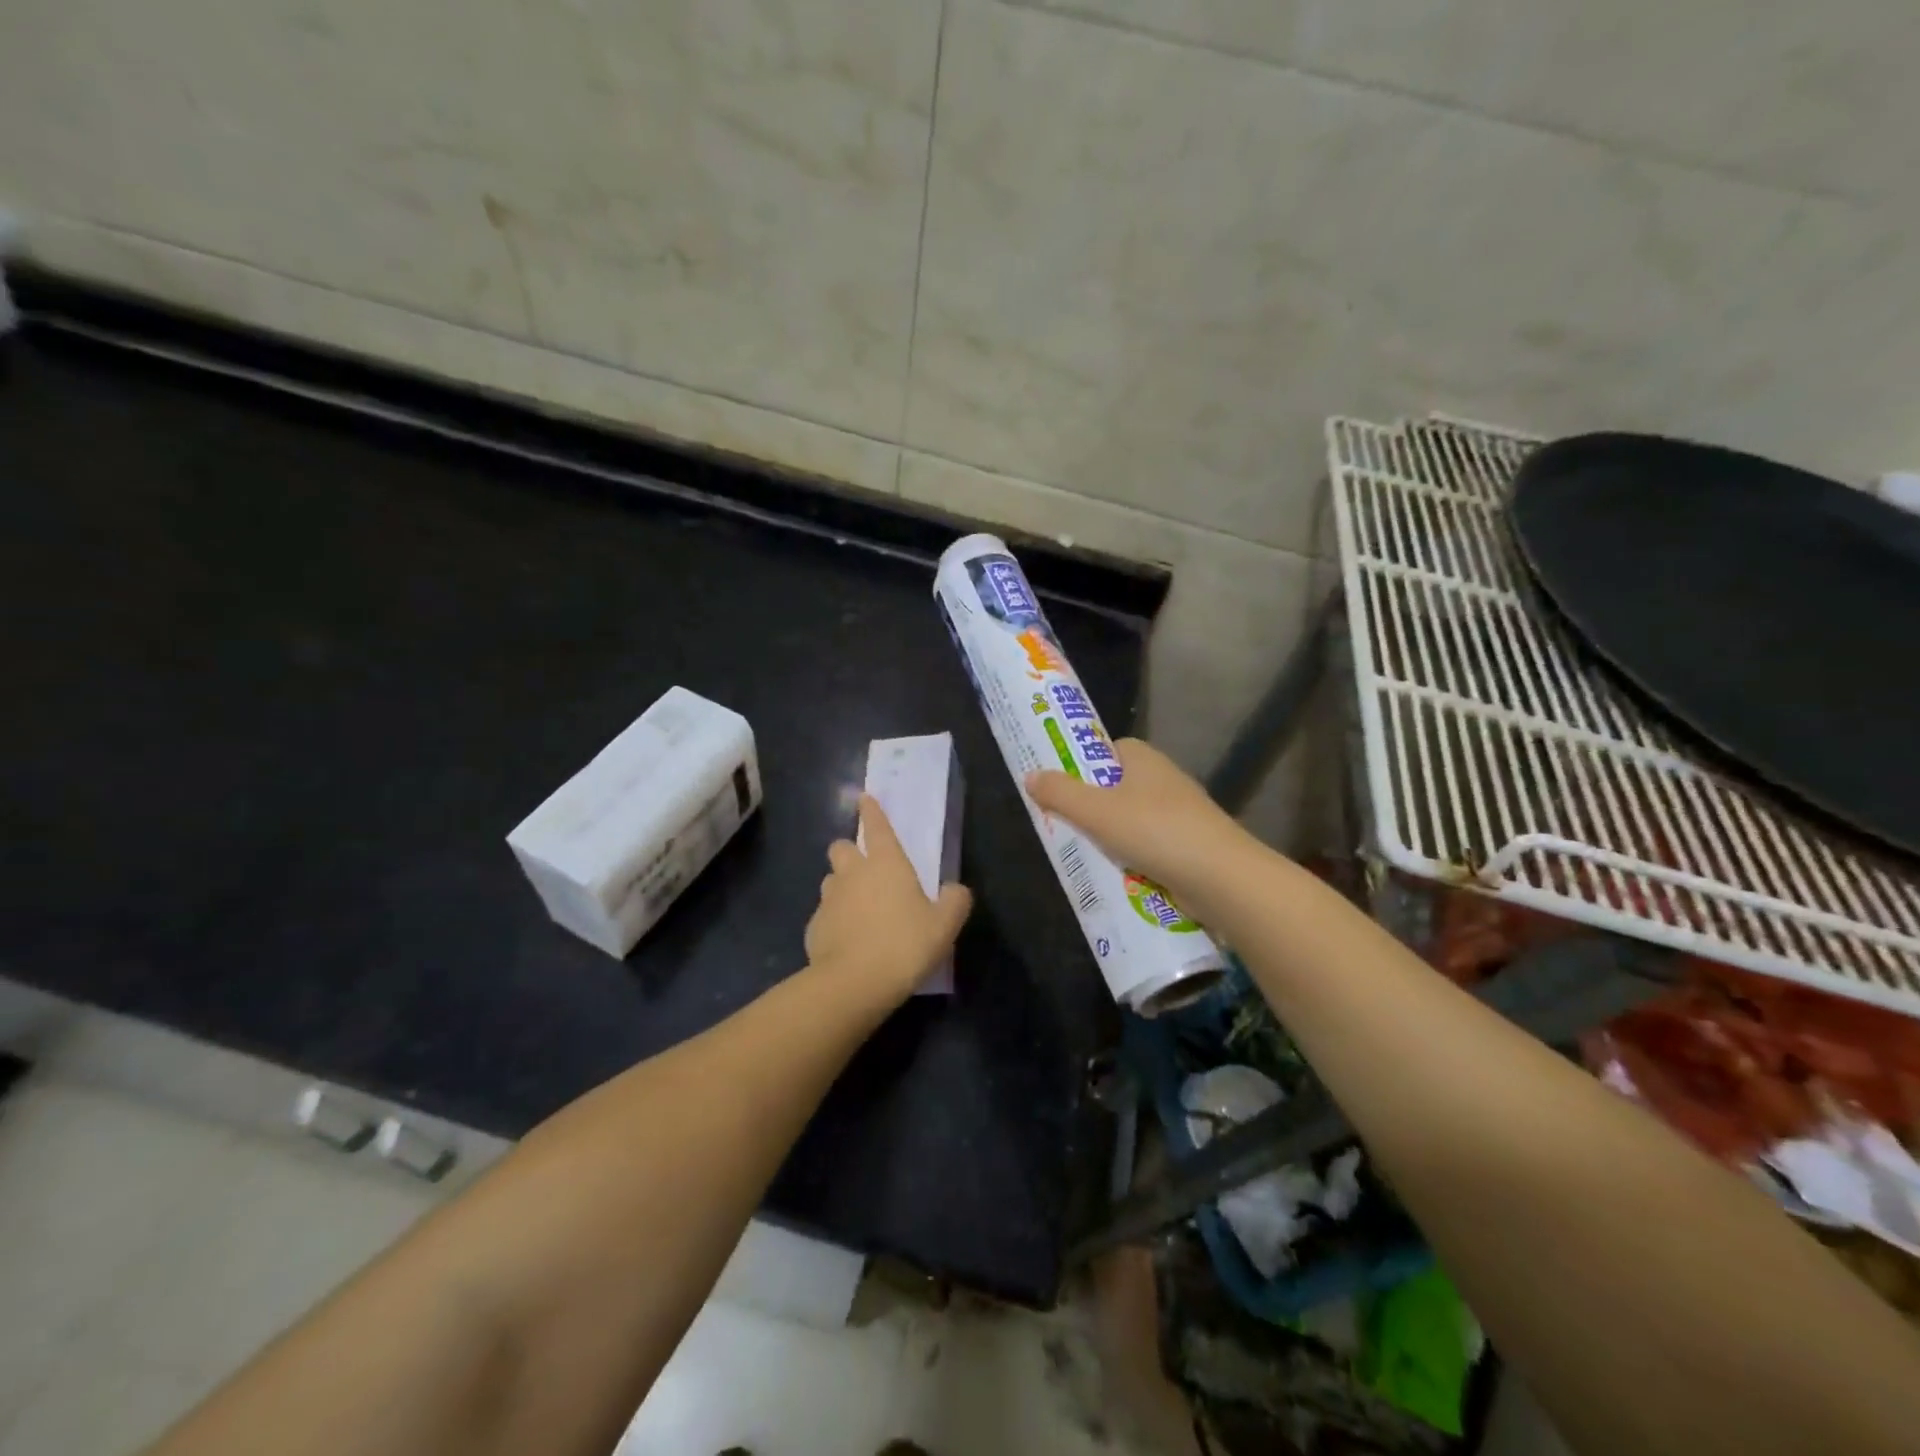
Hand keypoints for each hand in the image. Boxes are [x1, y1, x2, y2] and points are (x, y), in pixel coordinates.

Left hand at [805, 795, 972, 1005]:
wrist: (854, 983)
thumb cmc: (905, 944)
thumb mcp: (944, 925)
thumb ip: (955, 902)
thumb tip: (955, 890)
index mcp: (886, 863)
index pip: (877, 826)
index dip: (872, 810)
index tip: (864, 798)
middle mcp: (853, 873)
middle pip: (842, 847)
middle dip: (850, 852)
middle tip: (865, 870)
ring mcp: (829, 899)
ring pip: (831, 880)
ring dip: (842, 887)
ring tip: (858, 908)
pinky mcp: (813, 927)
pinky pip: (824, 915)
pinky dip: (834, 921)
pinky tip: (848, 941)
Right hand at [1026, 738, 1249, 905]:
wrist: (1221, 877)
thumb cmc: (1154, 831)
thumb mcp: (1095, 812)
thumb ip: (1059, 793)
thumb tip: (1030, 776)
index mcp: (1143, 759)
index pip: (1107, 750)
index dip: (1083, 765)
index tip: (1061, 787)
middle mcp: (1164, 778)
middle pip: (1117, 787)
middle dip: (1093, 808)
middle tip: (1065, 826)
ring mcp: (1181, 813)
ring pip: (1133, 820)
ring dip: (1112, 838)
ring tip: (1085, 856)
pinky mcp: (1191, 844)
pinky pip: (1151, 846)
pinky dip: (1134, 859)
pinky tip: (1118, 876)